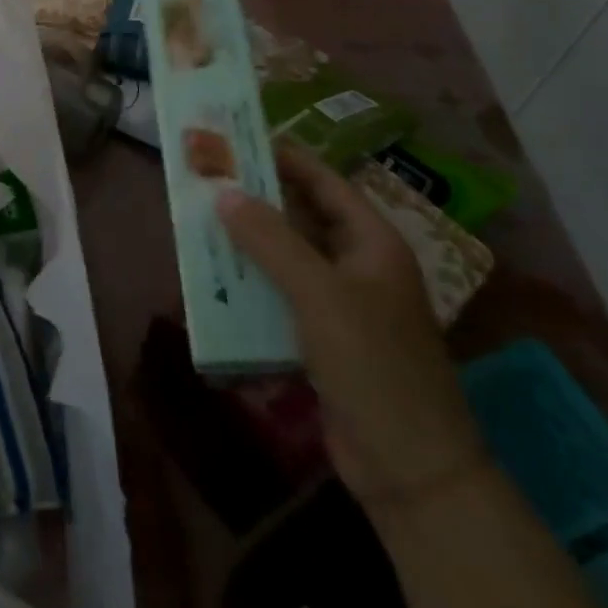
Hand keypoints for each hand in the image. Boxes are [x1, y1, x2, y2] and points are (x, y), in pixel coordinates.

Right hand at [216, 142, 487, 509]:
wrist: (410, 469)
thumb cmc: (374, 365)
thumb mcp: (320, 294)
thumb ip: (271, 240)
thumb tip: (225, 192)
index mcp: (371, 243)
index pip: (323, 181)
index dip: (282, 157)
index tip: (235, 138)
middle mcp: (356, 264)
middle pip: (300, 216)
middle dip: (255, 198)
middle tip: (205, 177)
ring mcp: (339, 302)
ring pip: (284, 256)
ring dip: (246, 241)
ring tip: (197, 220)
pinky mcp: (320, 336)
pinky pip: (278, 294)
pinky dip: (249, 283)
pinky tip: (213, 278)